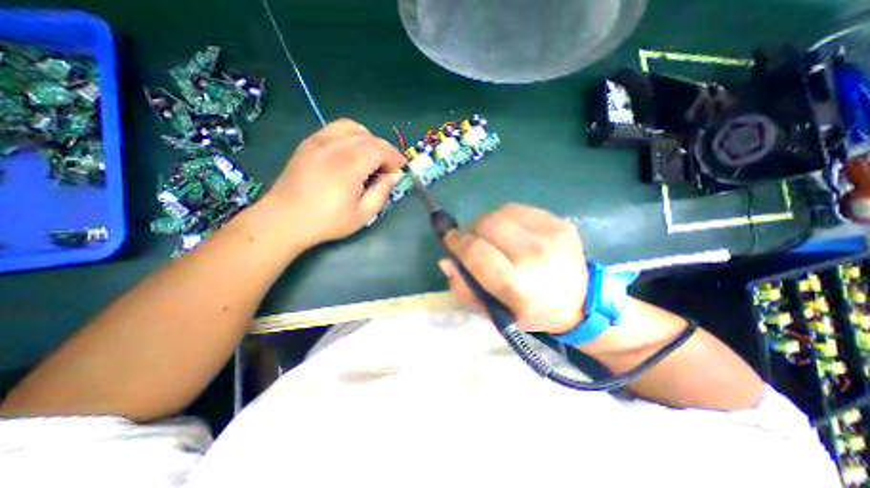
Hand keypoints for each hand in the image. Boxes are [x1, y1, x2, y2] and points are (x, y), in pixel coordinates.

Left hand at [258, 118, 408, 248]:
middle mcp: (334, 146)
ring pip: (353, 127)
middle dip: (385, 150)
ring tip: (372, 158)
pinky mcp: (309, 143)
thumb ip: (381, 192)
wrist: (284, 219)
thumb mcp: (362, 215)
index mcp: (349, 165)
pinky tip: (352, 153)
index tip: (401, 170)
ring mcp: (318, 141)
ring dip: (369, 140)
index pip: (380, 149)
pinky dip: (351, 136)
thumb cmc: (326, 221)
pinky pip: (336, 129)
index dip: (395, 157)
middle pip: (369, 137)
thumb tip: (393, 176)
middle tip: (389, 168)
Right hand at [443, 202, 590, 334]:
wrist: (581, 301)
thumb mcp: (495, 313)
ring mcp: (550, 234)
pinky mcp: (559, 222)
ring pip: (500, 212)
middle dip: (471, 231)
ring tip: (490, 236)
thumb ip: (465, 290)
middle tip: (471, 241)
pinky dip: (505, 217)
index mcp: (517, 283)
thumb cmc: (532, 312)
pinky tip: (509, 231)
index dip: (456, 243)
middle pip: (487, 225)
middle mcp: (534, 254)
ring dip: (487, 222)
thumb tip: (446, 261)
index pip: (475, 252)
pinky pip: (518, 209)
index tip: (450, 240)